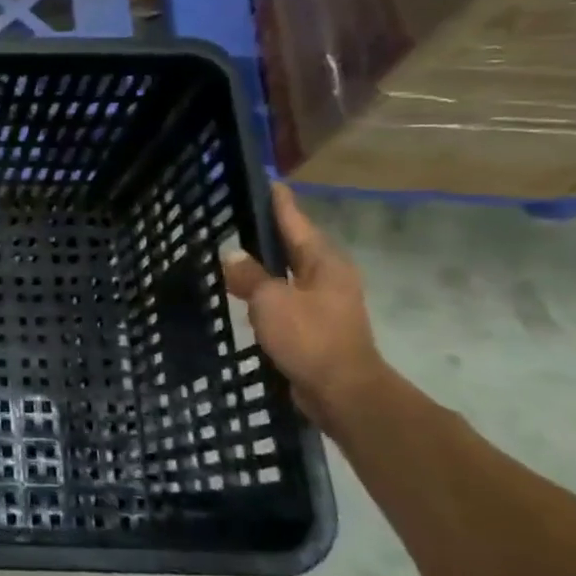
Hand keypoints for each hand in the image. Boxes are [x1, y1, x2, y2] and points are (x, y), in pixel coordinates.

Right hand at [221, 182, 387, 425]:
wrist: (343, 392)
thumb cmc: (310, 338)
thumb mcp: (271, 300)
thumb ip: (250, 275)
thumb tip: (232, 255)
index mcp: (324, 263)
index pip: (297, 223)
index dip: (281, 204)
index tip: (270, 183)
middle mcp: (329, 277)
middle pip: (295, 246)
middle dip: (270, 233)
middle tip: (241, 216)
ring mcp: (325, 302)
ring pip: (289, 273)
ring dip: (266, 264)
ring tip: (236, 253)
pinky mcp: (315, 326)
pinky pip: (285, 297)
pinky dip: (266, 290)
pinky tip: (245, 292)